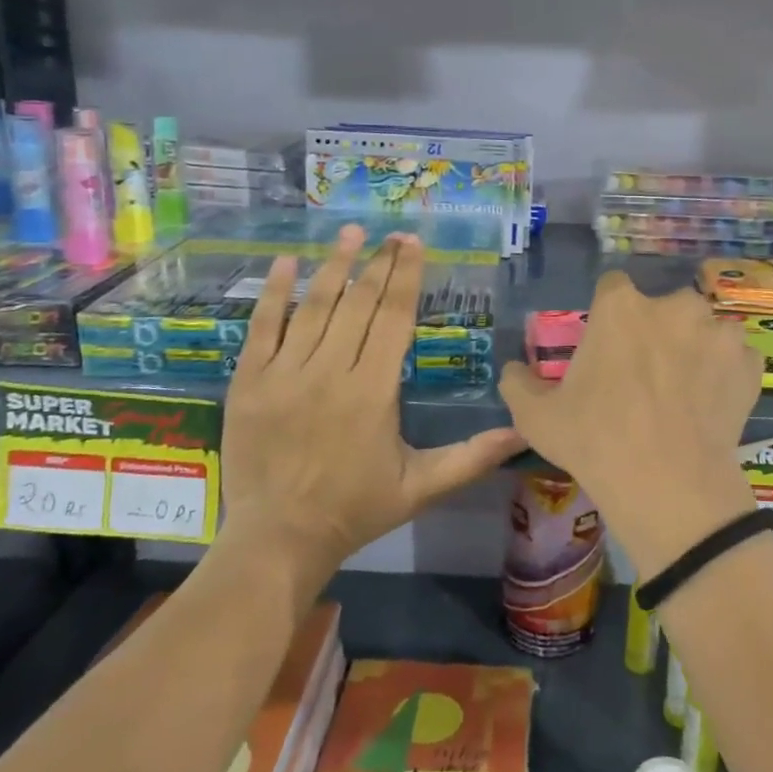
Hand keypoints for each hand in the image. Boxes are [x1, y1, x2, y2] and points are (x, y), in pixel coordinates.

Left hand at [217, 225, 523, 592]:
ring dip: (333, 266)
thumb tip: (523, 432)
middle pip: (358, 304)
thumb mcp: (422, 488)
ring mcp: (284, 374)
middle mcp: (330, 371)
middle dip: (378, 264)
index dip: (407, 277)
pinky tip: (287, 262)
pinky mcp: (249, 382)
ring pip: (313, 307)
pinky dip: (274, 293)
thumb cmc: (356, 510)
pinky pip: (261, 327)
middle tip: (392, 234)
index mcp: (373, 391)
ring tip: (350, 233)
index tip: (414, 244)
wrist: (279, 538)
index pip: (394, 318)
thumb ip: (472, 457)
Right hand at [498, 270, 762, 578]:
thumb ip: (517, 382)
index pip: (613, 288)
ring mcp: (718, 333)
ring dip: (696, 348)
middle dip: (656, 330)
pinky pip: (736, 360)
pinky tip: (713, 404)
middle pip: (664, 307)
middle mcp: (674, 306)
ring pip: (705, 330)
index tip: (607, 345)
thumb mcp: (535, 416)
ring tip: (685, 390)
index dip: (609, 315)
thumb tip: (511, 369)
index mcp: (621, 307)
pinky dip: (726, 375)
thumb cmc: (595, 440)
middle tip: (645, 373)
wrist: (667, 485)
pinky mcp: (750, 365)